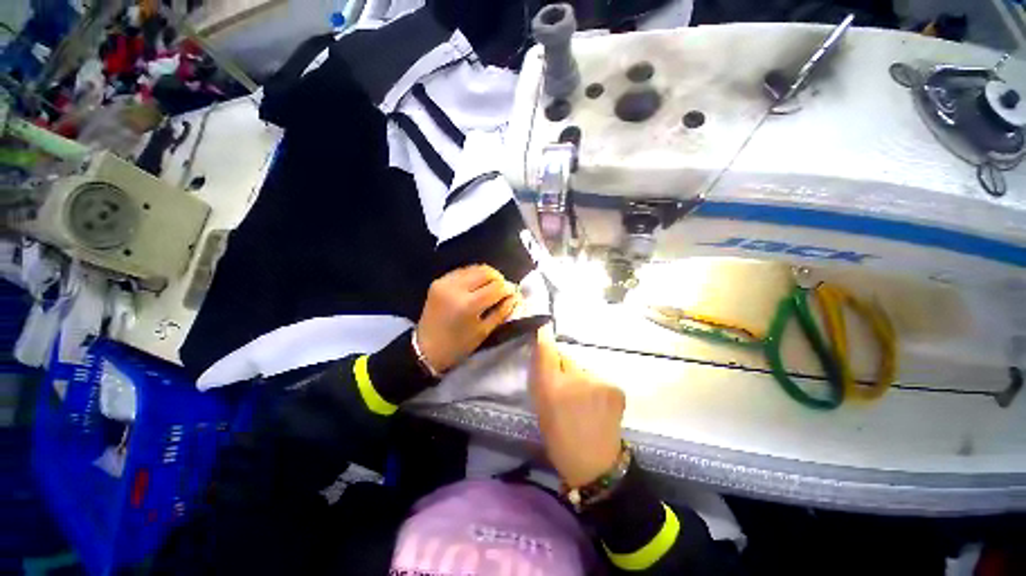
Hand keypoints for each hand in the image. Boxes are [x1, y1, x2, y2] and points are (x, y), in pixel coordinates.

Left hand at [415, 265, 519, 373]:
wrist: (425, 348)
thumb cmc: (458, 345)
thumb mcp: (484, 331)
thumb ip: (502, 311)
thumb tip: (514, 297)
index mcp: (468, 304)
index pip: (497, 287)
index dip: (508, 289)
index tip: (513, 294)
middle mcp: (456, 288)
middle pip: (486, 272)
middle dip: (499, 279)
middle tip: (503, 290)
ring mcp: (445, 282)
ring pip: (475, 268)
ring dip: (487, 275)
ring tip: (491, 287)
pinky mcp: (439, 280)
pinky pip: (462, 271)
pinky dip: (473, 275)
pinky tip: (476, 286)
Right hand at [530, 326, 625, 487]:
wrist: (595, 465)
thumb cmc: (559, 438)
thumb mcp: (540, 407)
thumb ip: (541, 376)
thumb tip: (543, 347)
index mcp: (550, 387)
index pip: (546, 350)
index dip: (545, 337)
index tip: (544, 328)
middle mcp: (574, 378)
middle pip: (566, 357)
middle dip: (563, 366)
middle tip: (565, 387)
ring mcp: (598, 381)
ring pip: (583, 368)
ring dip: (580, 377)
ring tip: (583, 399)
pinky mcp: (615, 387)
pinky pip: (598, 378)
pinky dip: (595, 386)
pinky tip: (597, 404)